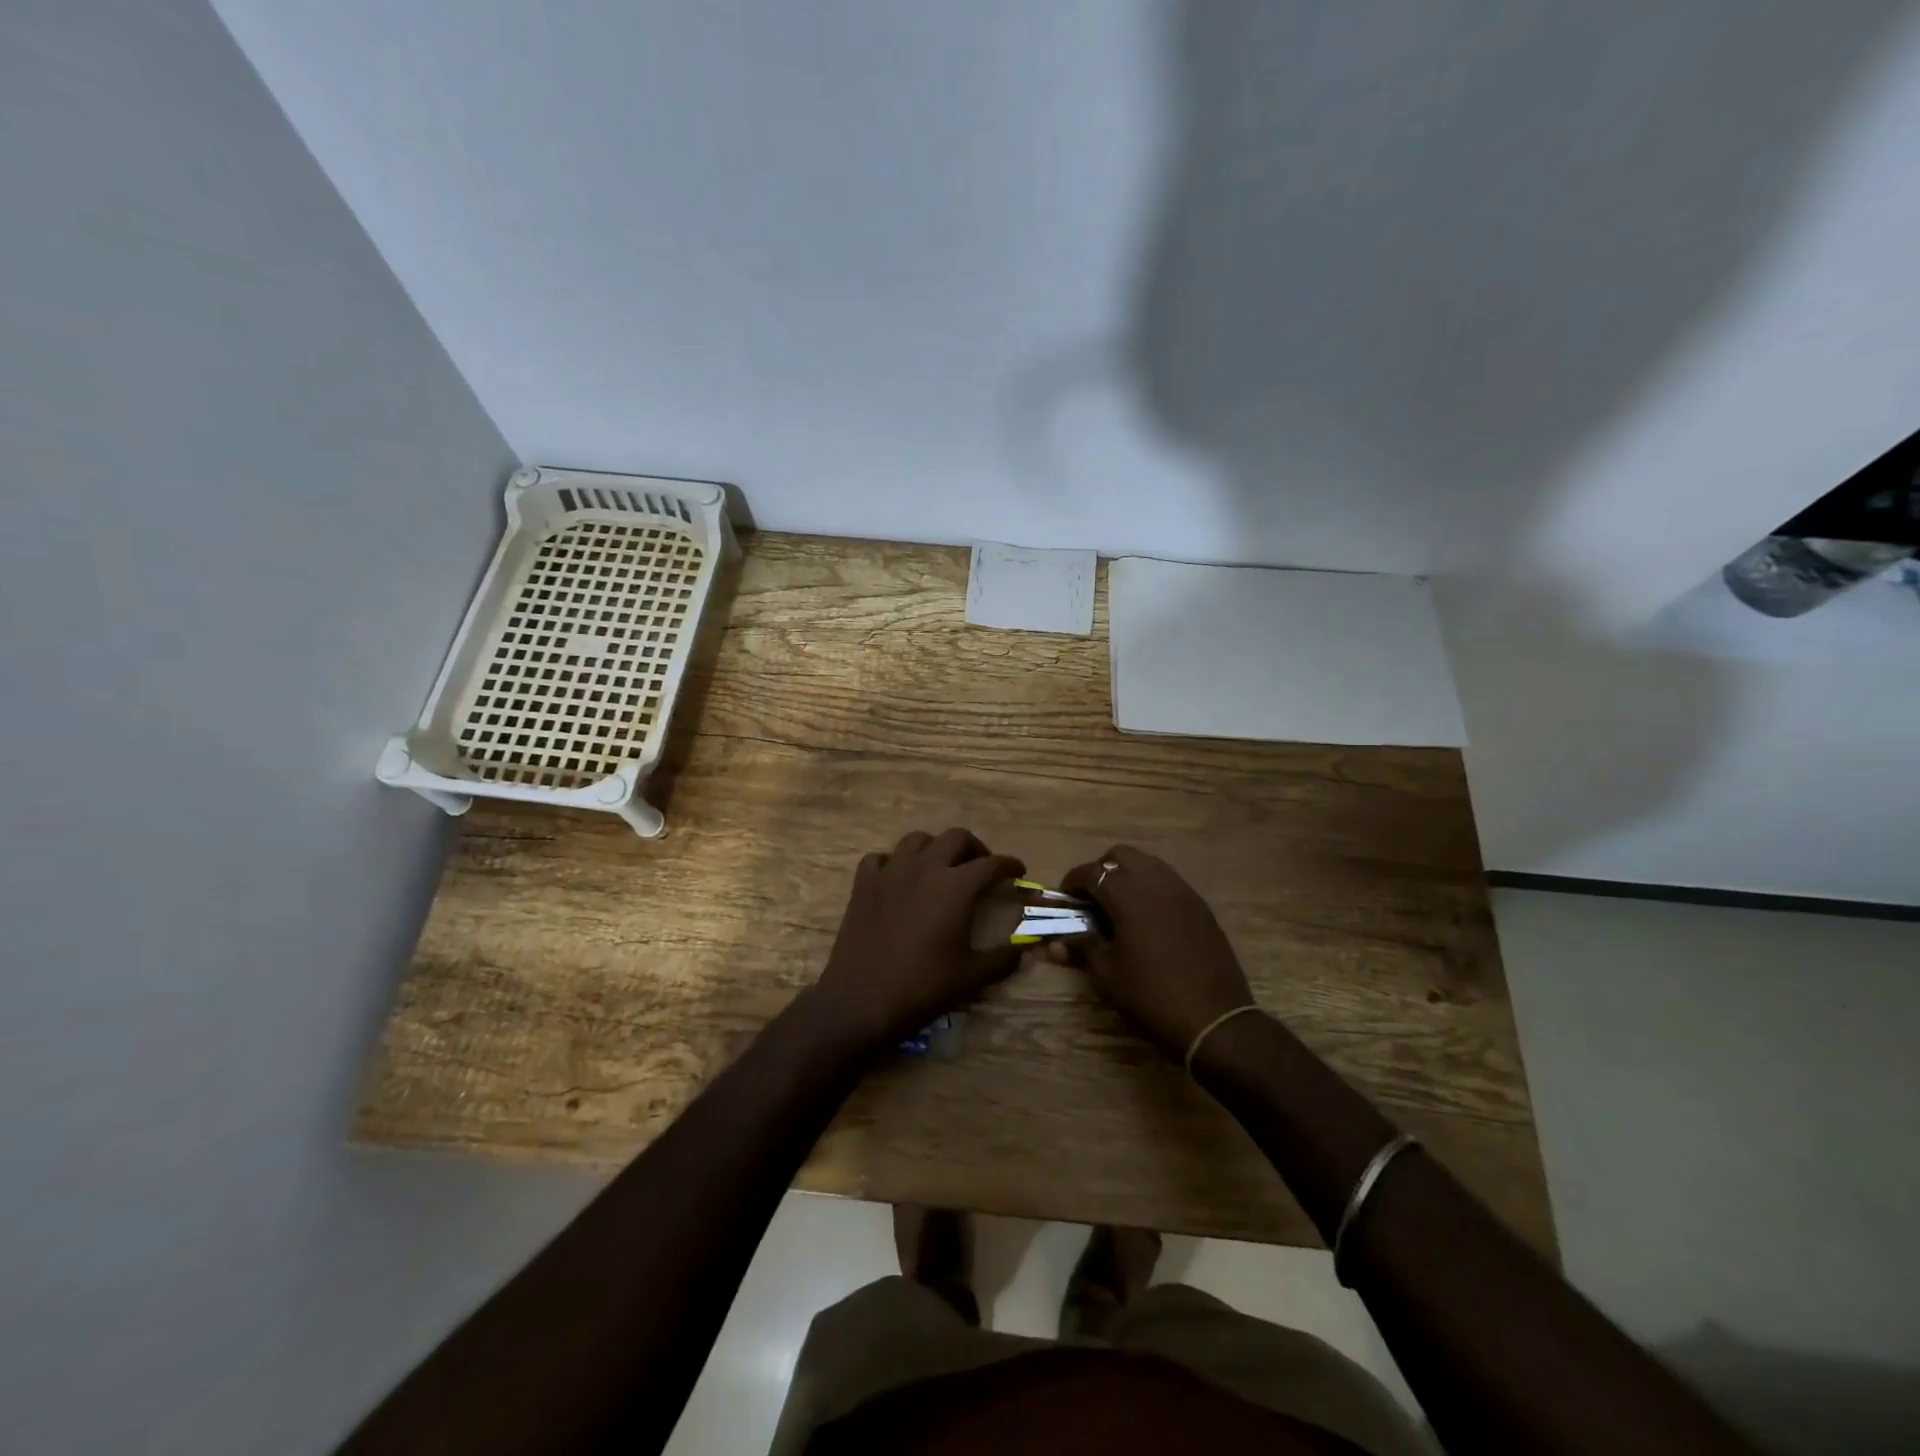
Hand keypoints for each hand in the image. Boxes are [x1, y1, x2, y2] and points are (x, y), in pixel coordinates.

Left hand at [802, 829, 1026, 1054]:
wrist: (862, 1000)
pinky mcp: (863, 883)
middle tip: (981, 868)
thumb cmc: (923, 988)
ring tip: (941, 867)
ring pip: (917, 840)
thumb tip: (1025, 950)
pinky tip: (899, 879)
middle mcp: (925, 868)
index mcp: (956, 886)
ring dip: (935, 848)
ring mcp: (890, 872)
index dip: (1009, 865)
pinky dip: (894, 862)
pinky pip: (881, 858)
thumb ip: (1003, 959)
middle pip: (956, 838)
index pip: (991, 864)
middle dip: (975, 849)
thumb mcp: (972, 977)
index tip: (1018, 871)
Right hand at [1054, 845, 1254, 1061]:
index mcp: (1127, 893)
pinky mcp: (1200, 906)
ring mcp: (1183, 891)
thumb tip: (1057, 942)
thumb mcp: (1106, 974)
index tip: (1064, 900)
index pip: (1091, 872)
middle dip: (1102, 870)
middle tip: (1092, 899)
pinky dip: (1151, 890)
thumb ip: (1082, 947)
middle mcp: (1155, 881)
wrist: (1213, 1020)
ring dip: (1128, 876)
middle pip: (1121, 855)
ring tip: (1119, 908)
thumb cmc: (1150, 994)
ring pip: (1148, 864)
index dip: (1072, 882)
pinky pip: (1169, 883)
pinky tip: (1147, 920)